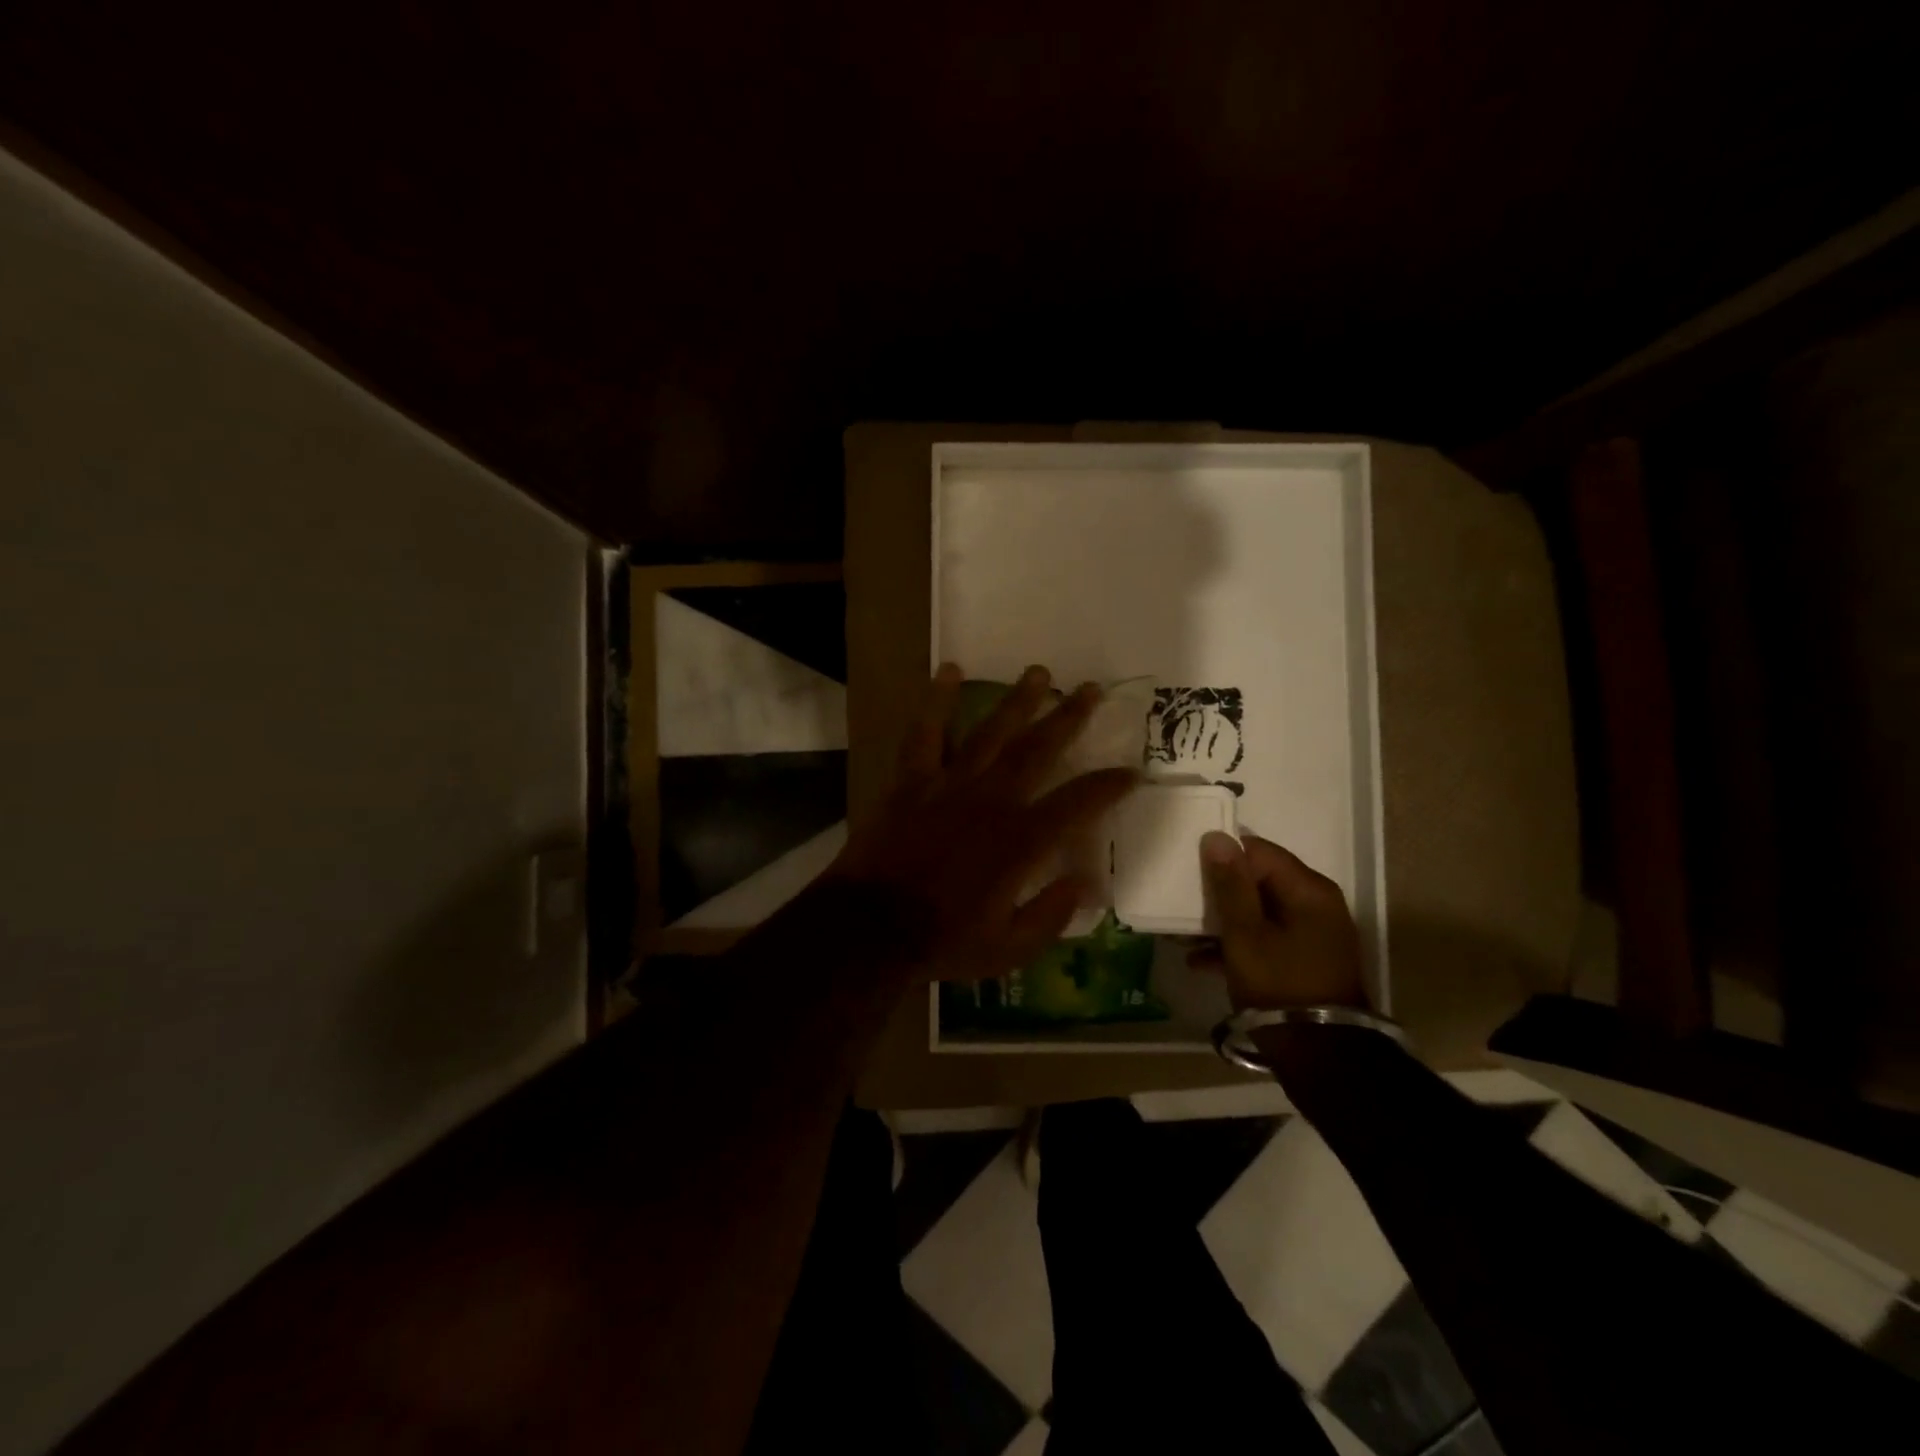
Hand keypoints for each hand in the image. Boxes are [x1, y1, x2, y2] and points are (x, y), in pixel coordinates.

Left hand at [830, 663, 1138, 982]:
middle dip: (1068, 718)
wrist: (871, 928)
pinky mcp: (912, 780)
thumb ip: (1052, 915)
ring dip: (1018, 701)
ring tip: (1040, 672)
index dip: (1109, 785)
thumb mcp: (1010, 948)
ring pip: (991, 732)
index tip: (1133, 770)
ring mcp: (950, 784)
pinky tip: (949, 670)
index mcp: (1020, 841)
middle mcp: (992, 801)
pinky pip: (926, 733)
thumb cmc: (944, 941)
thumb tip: (1087, 884)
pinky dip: (937, 700)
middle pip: (1038, 750)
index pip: (1077, 803)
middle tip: (1090, 689)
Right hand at [1191, 832, 1369, 1011]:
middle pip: (1259, 881)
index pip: (1259, 852)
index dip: (1223, 856)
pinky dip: (1237, 945)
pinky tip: (1200, 961)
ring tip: (1182, 935)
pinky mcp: (1305, 961)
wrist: (1321, 1058)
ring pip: (1259, 913)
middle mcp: (1316, 905)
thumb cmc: (1279, 985)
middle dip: (1218, 891)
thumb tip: (1217, 837)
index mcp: (1308, 890)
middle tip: (1181, 900)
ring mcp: (1313, 935)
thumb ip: (1230, 884)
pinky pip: (1265, 939)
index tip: (1189, 868)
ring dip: (1222, 922)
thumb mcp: (1245, 934)